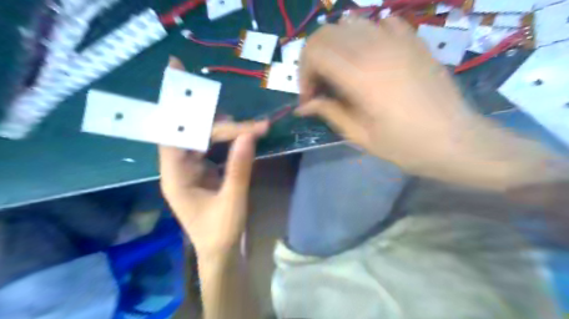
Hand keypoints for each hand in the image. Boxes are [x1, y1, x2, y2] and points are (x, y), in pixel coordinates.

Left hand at [159, 57, 267, 258]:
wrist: (220, 252)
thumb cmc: (221, 232)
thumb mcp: (233, 201)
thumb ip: (239, 167)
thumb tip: (248, 135)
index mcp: (176, 176)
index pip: (171, 131)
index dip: (173, 102)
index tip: (177, 70)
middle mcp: (179, 167)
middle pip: (196, 133)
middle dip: (224, 126)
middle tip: (256, 126)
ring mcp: (191, 168)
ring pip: (205, 138)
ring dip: (227, 131)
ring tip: (254, 128)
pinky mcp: (203, 170)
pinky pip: (212, 147)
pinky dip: (227, 139)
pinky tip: (242, 136)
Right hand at [298, 16, 563, 188]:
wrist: (456, 140)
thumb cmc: (405, 145)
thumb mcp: (360, 136)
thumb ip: (329, 112)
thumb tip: (304, 106)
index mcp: (360, 76)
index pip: (314, 52)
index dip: (303, 74)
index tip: (310, 98)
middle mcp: (376, 49)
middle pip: (326, 32)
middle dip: (313, 58)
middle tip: (320, 85)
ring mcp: (398, 40)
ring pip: (350, 22)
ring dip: (336, 45)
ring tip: (341, 71)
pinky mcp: (414, 41)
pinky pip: (381, 24)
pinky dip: (366, 36)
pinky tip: (369, 58)